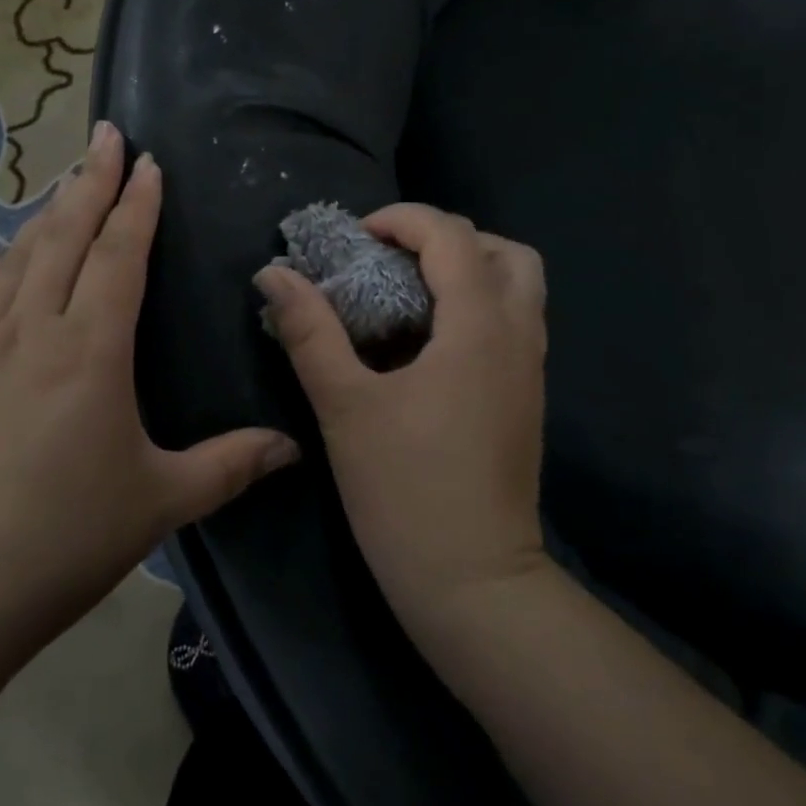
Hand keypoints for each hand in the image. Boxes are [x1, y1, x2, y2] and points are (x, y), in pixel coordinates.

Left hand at [0, 121, 299, 653]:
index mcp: (90, 349)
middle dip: (91, 180)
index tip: (147, 163)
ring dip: (48, 212)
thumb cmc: (65, 537)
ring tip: (67, 181)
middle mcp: (35, 329)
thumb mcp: (160, 502)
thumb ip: (230, 465)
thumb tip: (293, 447)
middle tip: (106, 135)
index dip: (136, 204)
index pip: (118, 254)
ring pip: (20, 256)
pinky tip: (7, 256)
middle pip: (65, 235)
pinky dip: (4, 260)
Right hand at [256, 204, 548, 641]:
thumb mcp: (344, 406)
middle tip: (393, 260)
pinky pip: (514, 323)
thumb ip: (309, 332)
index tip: (357, 239)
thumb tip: (273, 273)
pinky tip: (427, 343)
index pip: (453, 236)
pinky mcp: (527, 398)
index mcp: (479, 327)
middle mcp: (518, 336)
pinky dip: (477, 306)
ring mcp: (531, 370)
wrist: (475, 585)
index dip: (403, 220)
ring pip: (518, 288)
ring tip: (408, 295)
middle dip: (448, 239)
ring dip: (468, 271)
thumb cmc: (405, 491)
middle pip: (505, 251)